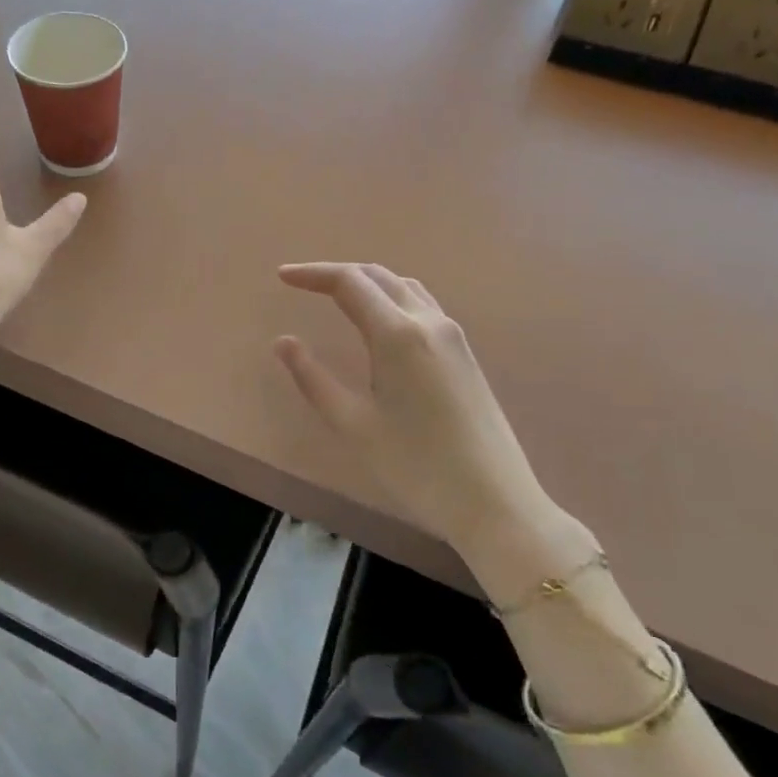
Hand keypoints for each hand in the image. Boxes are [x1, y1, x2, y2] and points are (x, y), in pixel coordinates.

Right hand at [274, 263, 573, 558]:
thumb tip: (283, 342)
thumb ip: (313, 378)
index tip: (282, 276)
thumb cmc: (416, 467)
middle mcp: (428, 322)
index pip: (349, 282)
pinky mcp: (465, 354)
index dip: (312, 274)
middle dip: (336, 274)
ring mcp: (453, 336)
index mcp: (398, 334)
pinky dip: (391, 298)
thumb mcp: (353, 425)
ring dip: (367, 282)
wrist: (495, 502)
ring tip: (336, 296)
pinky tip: (379, 322)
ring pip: (404, 287)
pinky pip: (422, 306)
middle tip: (302, 283)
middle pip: (378, 276)